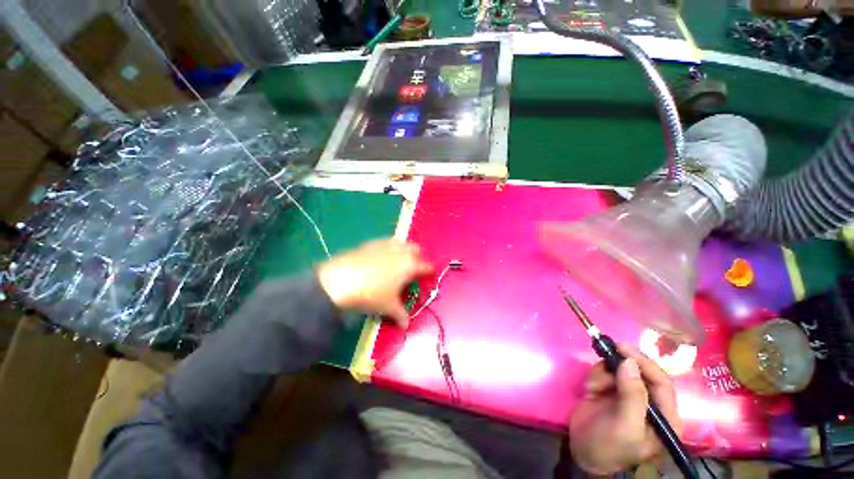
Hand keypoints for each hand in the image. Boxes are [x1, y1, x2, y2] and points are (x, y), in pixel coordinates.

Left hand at [317, 239, 432, 326]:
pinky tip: (380, 258)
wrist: (341, 279)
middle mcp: (401, 251)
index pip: (426, 266)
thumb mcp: (388, 307)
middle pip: (416, 249)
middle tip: (414, 268)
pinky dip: (388, 249)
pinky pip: (386, 242)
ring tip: (398, 261)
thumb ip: (401, 315)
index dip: (429, 271)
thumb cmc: (372, 294)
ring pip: (401, 243)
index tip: (429, 275)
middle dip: (418, 257)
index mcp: (410, 265)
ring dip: (404, 250)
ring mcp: (386, 244)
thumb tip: (406, 325)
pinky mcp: (372, 242)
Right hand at [569, 344, 681, 476]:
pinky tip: (590, 390)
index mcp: (664, 416)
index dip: (645, 363)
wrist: (581, 451)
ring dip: (604, 373)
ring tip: (593, 388)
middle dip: (620, 365)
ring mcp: (628, 395)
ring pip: (619, 369)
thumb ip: (632, 395)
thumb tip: (630, 361)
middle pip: (640, 372)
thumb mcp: (625, 426)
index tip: (623, 348)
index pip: (662, 382)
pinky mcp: (609, 391)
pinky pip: (604, 373)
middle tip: (605, 351)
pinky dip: (595, 377)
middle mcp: (649, 403)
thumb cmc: (610, 446)